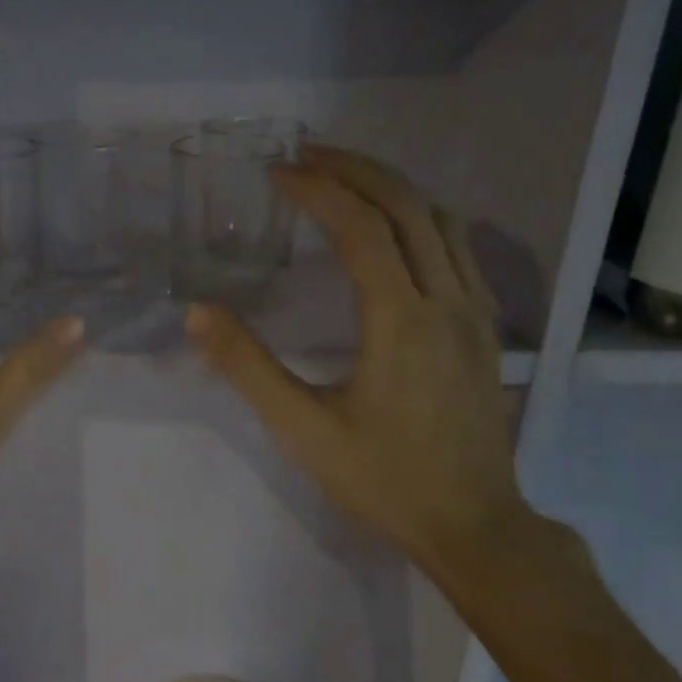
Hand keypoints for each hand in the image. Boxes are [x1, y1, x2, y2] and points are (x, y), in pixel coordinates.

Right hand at [185, 146, 531, 586]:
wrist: (474, 526)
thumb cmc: (383, 478)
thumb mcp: (302, 429)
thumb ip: (247, 367)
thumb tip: (197, 312)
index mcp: (401, 319)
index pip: (361, 227)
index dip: (318, 190)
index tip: (277, 173)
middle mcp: (447, 300)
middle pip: (408, 206)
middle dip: (355, 169)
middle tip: (306, 155)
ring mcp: (476, 311)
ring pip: (441, 220)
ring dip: (391, 188)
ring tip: (343, 179)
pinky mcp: (484, 327)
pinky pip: (458, 247)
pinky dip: (420, 216)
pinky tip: (393, 229)